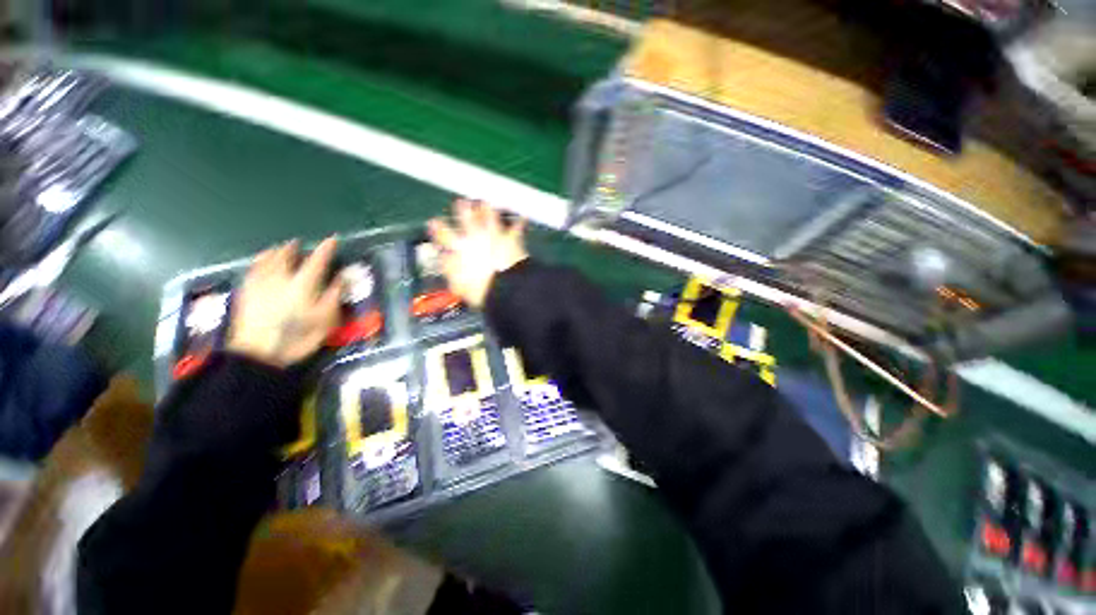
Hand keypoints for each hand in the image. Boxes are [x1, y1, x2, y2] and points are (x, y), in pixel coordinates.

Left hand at [227, 238, 341, 366]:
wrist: (259, 353)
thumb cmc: (299, 337)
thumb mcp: (327, 319)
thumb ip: (335, 295)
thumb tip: (343, 276)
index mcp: (303, 284)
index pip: (317, 260)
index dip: (326, 249)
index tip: (333, 239)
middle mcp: (281, 278)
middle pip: (288, 256)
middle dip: (295, 248)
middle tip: (300, 244)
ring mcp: (261, 283)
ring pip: (268, 259)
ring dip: (276, 251)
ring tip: (280, 248)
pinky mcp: (247, 292)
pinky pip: (253, 269)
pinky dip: (259, 261)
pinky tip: (260, 261)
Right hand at [427, 199, 527, 308]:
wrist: (506, 287)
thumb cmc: (481, 290)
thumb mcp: (459, 285)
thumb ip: (450, 270)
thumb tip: (444, 260)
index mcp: (460, 249)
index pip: (444, 236)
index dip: (438, 229)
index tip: (433, 222)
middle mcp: (476, 238)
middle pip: (467, 219)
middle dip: (463, 210)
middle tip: (461, 202)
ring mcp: (494, 235)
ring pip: (490, 217)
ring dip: (488, 209)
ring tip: (486, 202)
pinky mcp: (512, 238)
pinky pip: (517, 227)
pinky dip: (520, 221)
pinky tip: (522, 216)